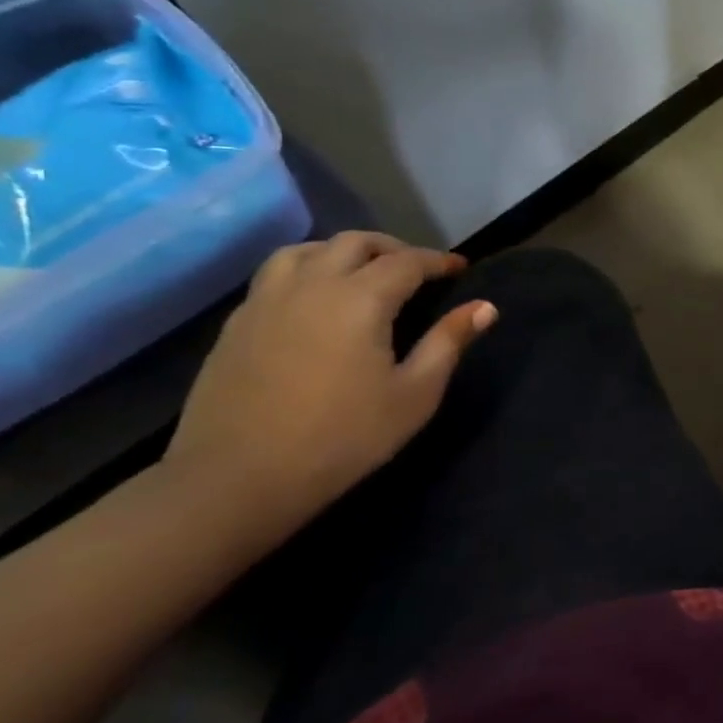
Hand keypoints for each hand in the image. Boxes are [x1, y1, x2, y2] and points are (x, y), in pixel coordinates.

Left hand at [165, 232, 497, 534]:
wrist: (237, 478)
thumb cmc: (342, 438)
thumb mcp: (414, 395)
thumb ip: (449, 343)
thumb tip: (485, 307)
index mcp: (361, 299)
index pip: (408, 261)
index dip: (438, 261)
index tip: (460, 268)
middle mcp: (312, 284)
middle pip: (355, 243)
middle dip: (393, 248)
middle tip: (416, 269)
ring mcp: (266, 301)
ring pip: (307, 250)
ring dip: (342, 252)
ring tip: (361, 273)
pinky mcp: (237, 323)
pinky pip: (276, 275)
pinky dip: (306, 271)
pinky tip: (314, 301)